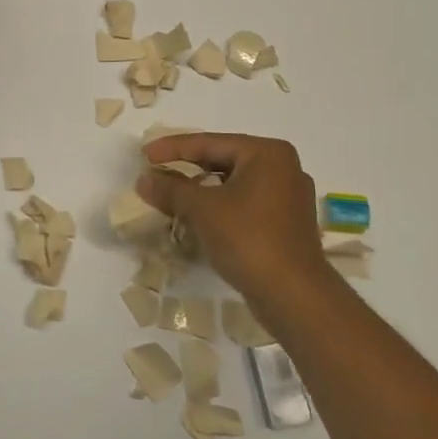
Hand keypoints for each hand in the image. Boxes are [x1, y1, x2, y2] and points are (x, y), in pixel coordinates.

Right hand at [137, 133, 336, 318]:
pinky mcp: (286, 224)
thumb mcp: (202, 209)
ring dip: (201, 191)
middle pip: (223, 160)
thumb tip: (144, 179)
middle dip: (187, 169)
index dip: (172, 148)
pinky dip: (220, 208)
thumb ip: (171, 189)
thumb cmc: (248, 239)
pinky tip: (198, 218)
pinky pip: (245, 205)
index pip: (210, 143)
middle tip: (156, 171)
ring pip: (233, 185)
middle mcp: (283, 168)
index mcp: (267, 153)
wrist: (293, 295)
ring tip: (171, 196)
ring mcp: (288, 198)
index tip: (144, 154)